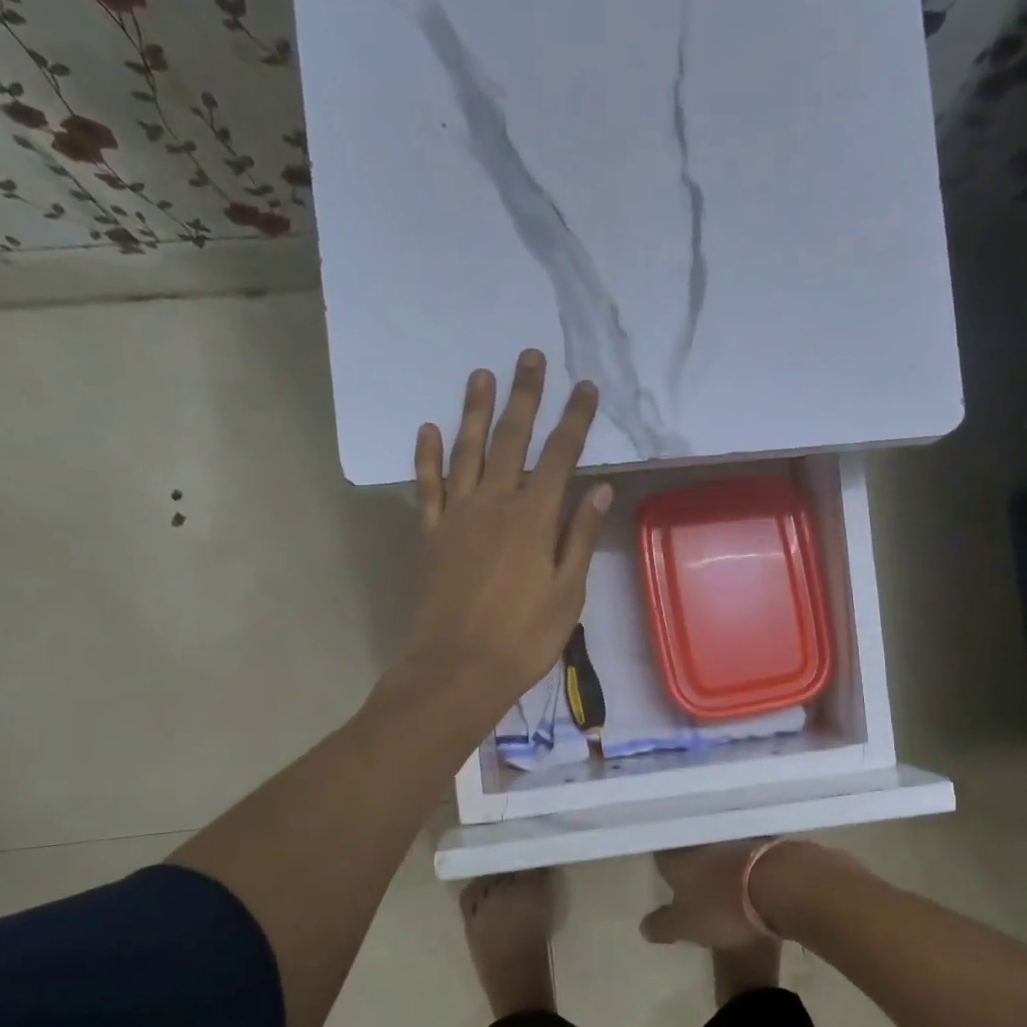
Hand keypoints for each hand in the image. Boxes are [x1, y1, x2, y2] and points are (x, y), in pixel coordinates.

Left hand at [400, 349, 612, 721]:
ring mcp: (457, 517)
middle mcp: (494, 504)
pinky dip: (427, 457)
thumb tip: (599, 490)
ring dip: (474, 411)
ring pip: (466, 452)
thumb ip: (579, 537)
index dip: (574, 420)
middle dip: (524, 397)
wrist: (458, 669)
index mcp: (533, 518)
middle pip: (511, 440)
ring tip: (480, 375)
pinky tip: (428, 429)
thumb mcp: (567, 592)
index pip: (560, 456)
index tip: (585, 387)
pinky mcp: (431, 535)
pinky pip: (428, 486)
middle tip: (529, 357)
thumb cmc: (524, 637)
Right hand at [640, 842, 776, 949]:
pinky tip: (750, 874)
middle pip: (691, 848)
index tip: (663, 872)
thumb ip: (663, 925)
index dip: (662, 864)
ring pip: (720, 846)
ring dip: (719, 858)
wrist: (781, 884)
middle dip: (690, 859)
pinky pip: (747, 851)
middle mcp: (703, 843)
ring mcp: (735, 840)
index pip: (662, 855)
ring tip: (721, 876)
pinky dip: (745, 862)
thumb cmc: (724, 906)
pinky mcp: (764, 844)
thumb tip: (644, 926)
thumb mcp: (686, 926)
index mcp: (679, 860)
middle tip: (690, 873)